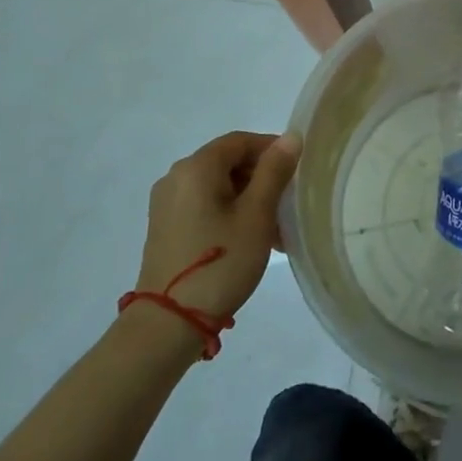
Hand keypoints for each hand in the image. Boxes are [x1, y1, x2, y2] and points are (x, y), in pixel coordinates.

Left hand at [133, 132, 299, 322]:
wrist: (168, 324)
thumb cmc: (220, 262)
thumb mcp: (257, 214)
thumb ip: (274, 171)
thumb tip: (290, 137)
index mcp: (196, 167)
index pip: (241, 141)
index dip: (272, 150)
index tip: (296, 172)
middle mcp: (176, 177)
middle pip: (228, 163)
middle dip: (262, 179)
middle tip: (288, 205)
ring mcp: (166, 204)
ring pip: (218, 187)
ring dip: (249, 200)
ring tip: (275, 231)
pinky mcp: (165, 228)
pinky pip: (204, 206)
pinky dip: (230, 214)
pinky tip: (250, 241)